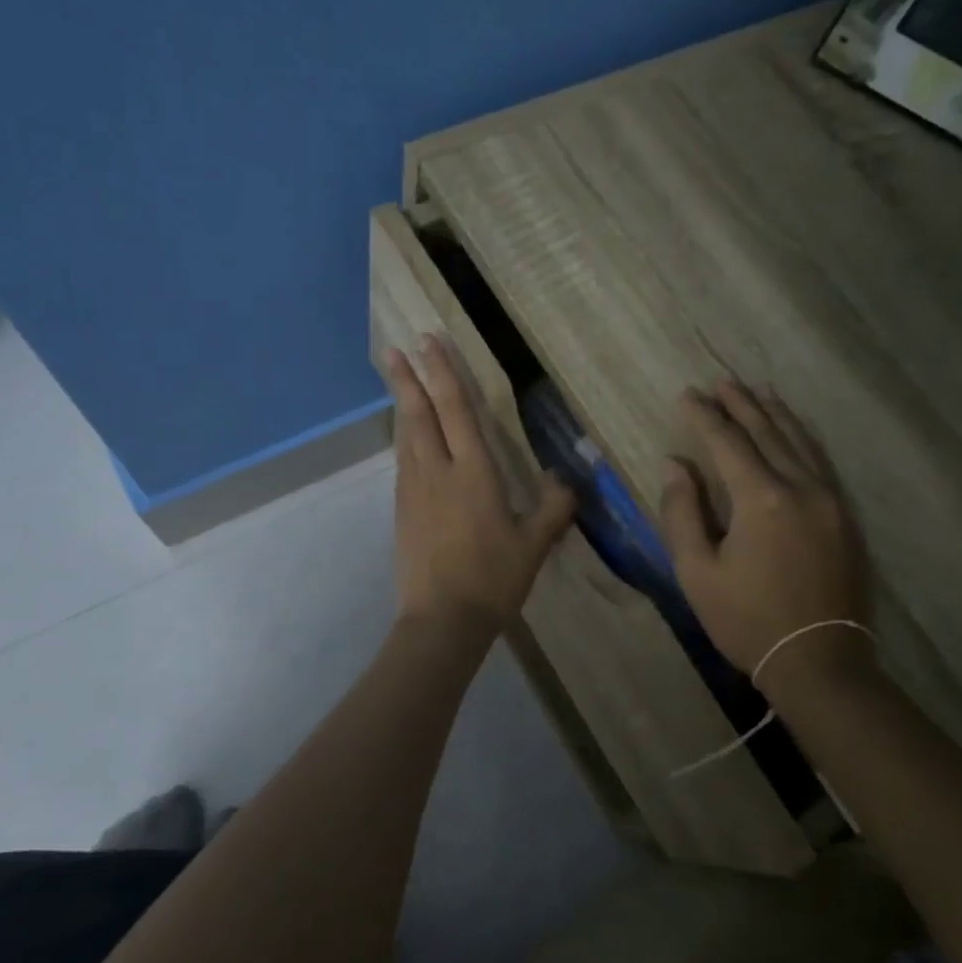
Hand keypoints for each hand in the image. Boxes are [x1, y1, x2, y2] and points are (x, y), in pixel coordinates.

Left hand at [386, 336, 576, 636]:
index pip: (457, 411)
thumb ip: (553, 508)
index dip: (443, 373)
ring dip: (402, 404)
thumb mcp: (534, 545)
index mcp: (474, 473)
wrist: (442, 620)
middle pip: (420, 415)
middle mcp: (438, 472)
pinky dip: (404, 437)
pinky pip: (403, 461)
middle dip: (409, 378)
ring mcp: (414, 490)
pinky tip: (406, 436)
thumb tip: (567, 478)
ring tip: (398, 379)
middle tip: (395, 348)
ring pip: (406, 436)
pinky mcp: (402, 510)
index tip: (428, 342)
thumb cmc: (492, 580)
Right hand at [659, 381, 873, 683]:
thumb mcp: (697, 571)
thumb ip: (682, 511)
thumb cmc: (746, 619)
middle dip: (741, 404)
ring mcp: (831, 501)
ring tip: (757, 392)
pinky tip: (793, 433)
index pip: (728, 443)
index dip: (704, 417)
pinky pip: (821, 462)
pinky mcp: (846, 518)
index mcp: (761, 499)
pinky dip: (801, 439)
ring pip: (801, 442)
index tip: (687, 394)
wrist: (818, 661)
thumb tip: (675, 464)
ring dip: (775, 414)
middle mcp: (801, 487)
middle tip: (720, 382)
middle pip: (768, 432)